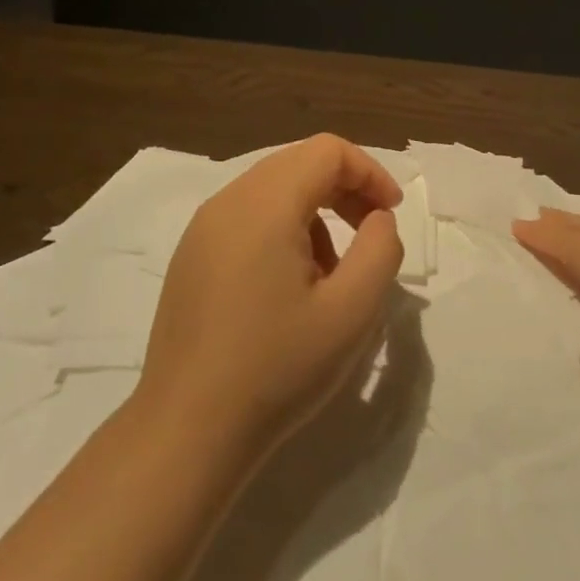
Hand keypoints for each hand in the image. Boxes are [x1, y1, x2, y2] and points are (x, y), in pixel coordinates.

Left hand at [138, 136, 404, 461]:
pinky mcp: (191, 256)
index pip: (328, 151)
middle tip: (371, 235)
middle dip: (344, 189)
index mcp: (265, 204)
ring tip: (330, 274)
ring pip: (273, 190)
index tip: (391, 215)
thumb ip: (381, 249)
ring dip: (315, 212)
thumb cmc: (276, 368)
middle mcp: (228, 201)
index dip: (370, 172)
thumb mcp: (352, 311)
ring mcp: (202, 228)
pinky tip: (289, 287)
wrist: (188, 430)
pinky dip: (283, 229)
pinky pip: (247, 217)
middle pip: (299, 163)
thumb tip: (376, 218)